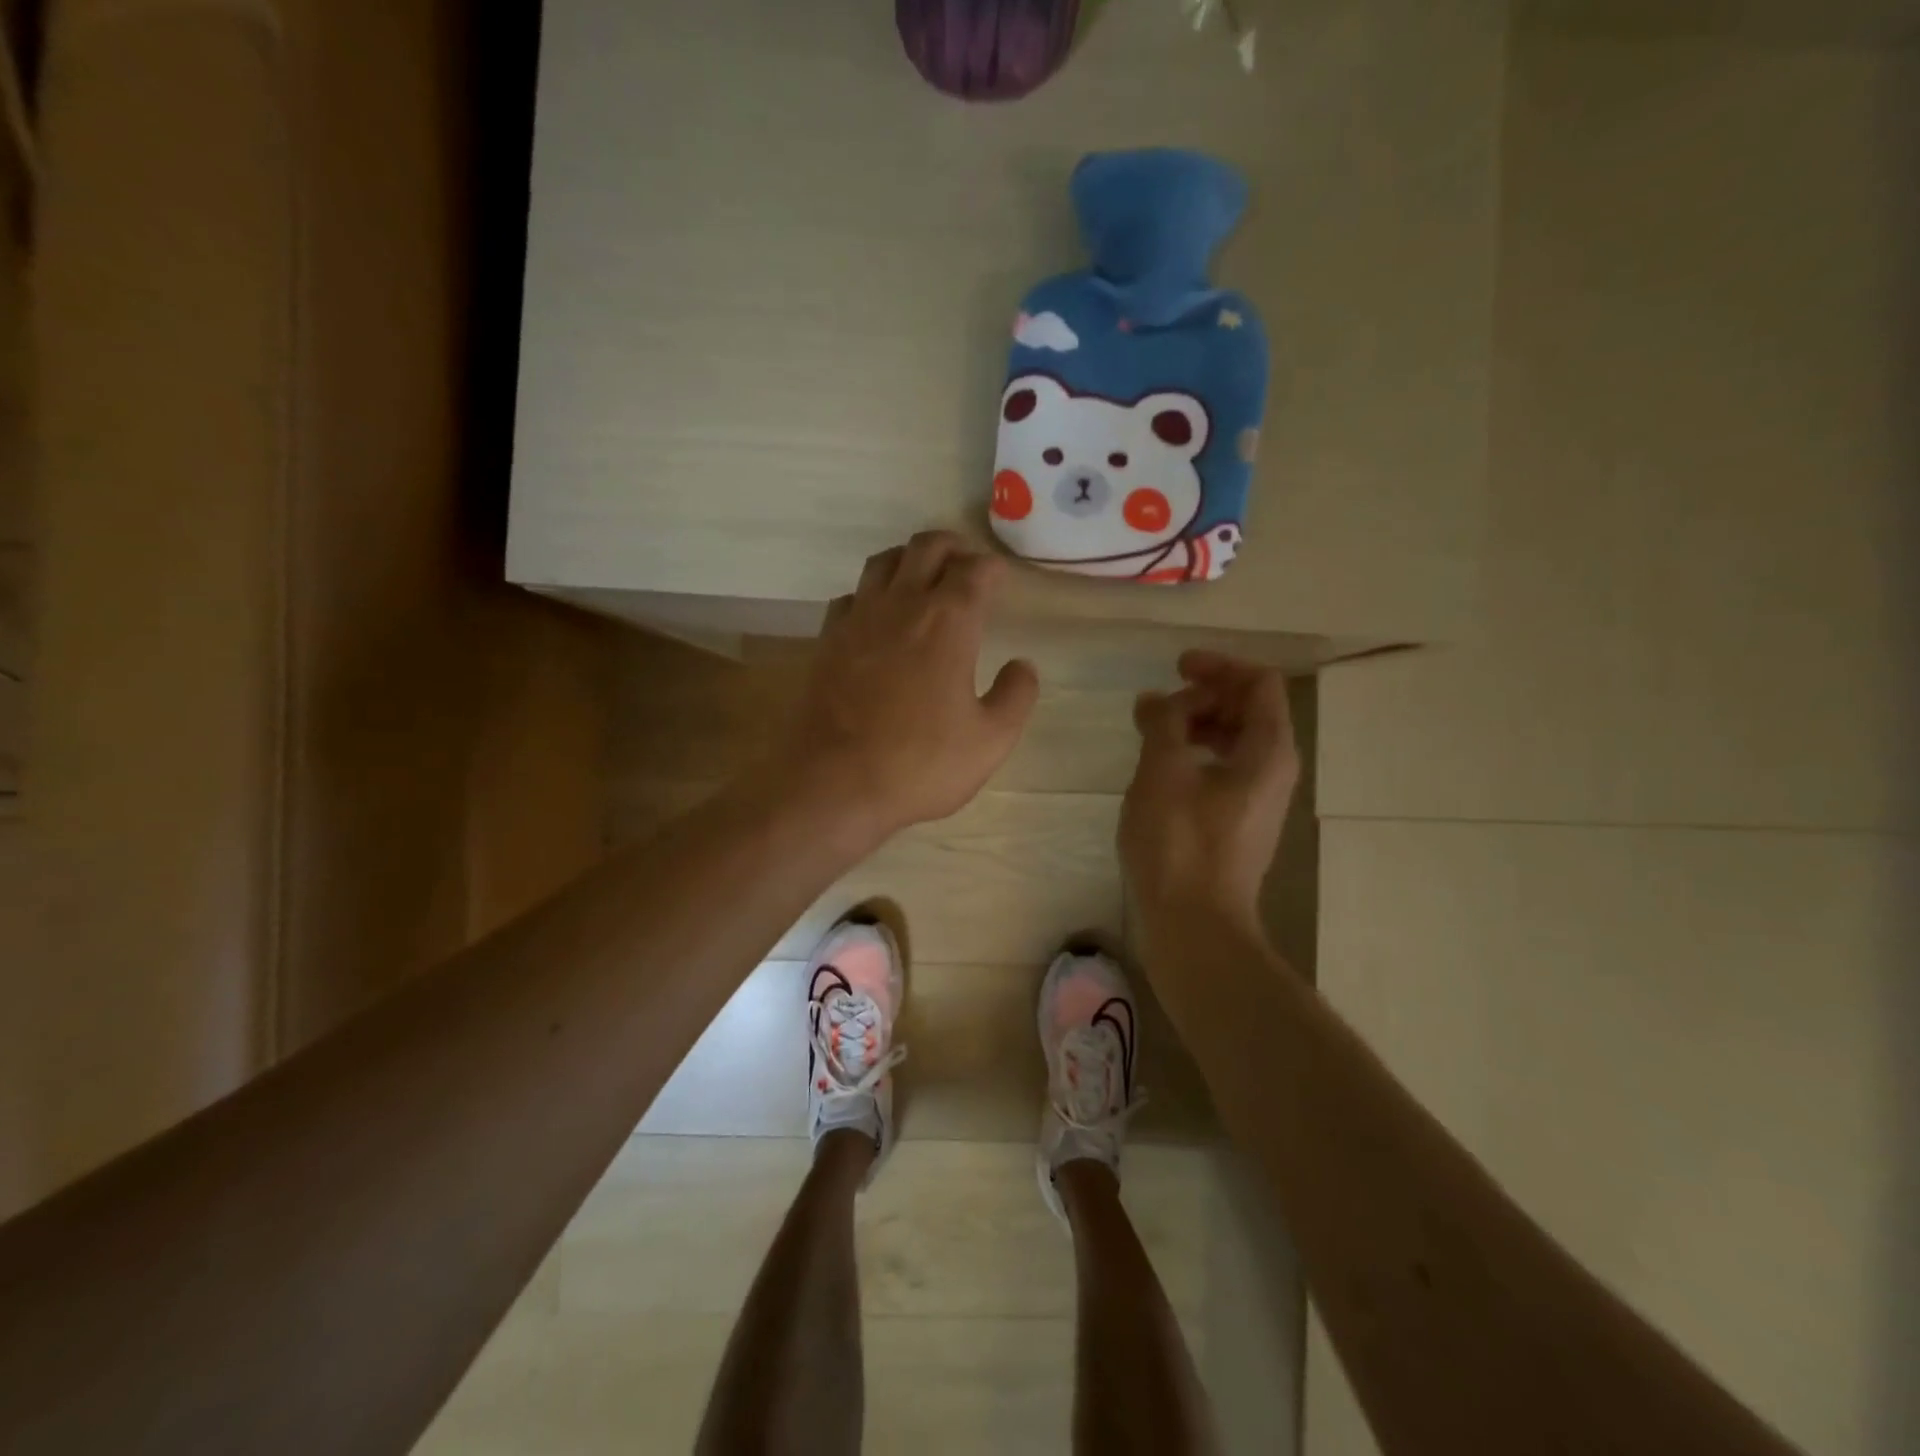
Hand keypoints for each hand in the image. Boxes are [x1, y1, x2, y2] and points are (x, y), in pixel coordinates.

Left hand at [772, 532, 1038, 845]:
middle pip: (926, 548)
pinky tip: (878, 617)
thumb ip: (1016, 696)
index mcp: (948, 621)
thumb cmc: (920, 764)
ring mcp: (857, 619)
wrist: (833, 785)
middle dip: (952, 548)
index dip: (992, 568)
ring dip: (909, 560)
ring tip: (924, 579)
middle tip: (966, 566)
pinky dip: (871, 594)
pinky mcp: (827, 640)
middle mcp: (901, 604)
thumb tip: (1023, 665)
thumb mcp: (990, 740)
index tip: (1001, 578)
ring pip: (884, 562)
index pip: (975, 570)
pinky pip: (851, 596)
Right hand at [1119, 651, 1299, 934]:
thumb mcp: (1163, 771)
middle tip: (1159, 705)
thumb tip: (1155, 700)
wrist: (1195, 925)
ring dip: (1197, 726)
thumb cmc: (1180, 843)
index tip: (1176, 668)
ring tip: (1152, 733)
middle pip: (1250, 710)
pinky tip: (1160, 770)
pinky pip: (1224, 770)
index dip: (1219, 666)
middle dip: (1205, 696)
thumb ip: (1163, 724)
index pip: (1260, 683)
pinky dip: (1195, 756)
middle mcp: (1274, 770)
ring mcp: (1258, 800)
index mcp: (1268, 751)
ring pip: (1235, 742)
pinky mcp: (1238, 823)